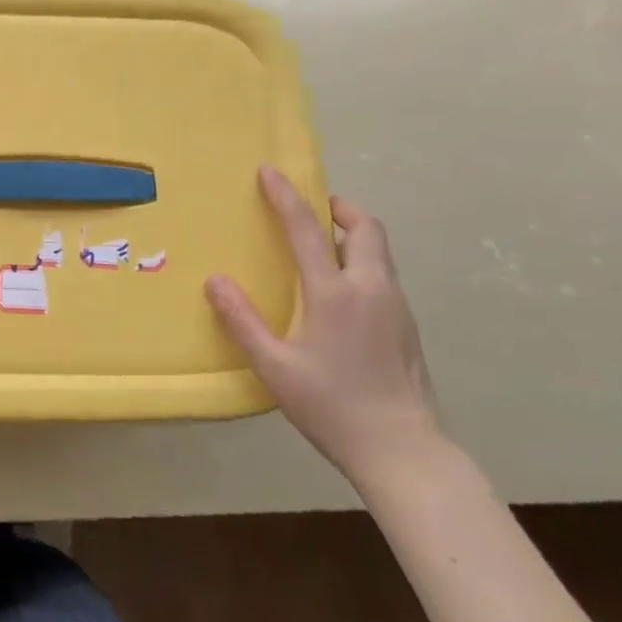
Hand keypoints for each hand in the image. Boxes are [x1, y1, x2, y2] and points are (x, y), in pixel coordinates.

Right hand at [206, 166, 447, 494]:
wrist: (404, 451)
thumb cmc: (332, 406)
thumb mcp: (274, 367)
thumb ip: (243, 321)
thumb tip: (215, 280)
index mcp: (335, 294)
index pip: (308, 230)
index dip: (286, 197)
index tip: (270, 171)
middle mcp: (371, 289)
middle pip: (366, 227)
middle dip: (339, 207)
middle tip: (312, 208)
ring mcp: (396, 307)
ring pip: (379, 251)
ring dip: (352, 234)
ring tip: (322, 247)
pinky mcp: (407, 326)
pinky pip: (383, 276)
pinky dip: (362, 263)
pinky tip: (340, 295)